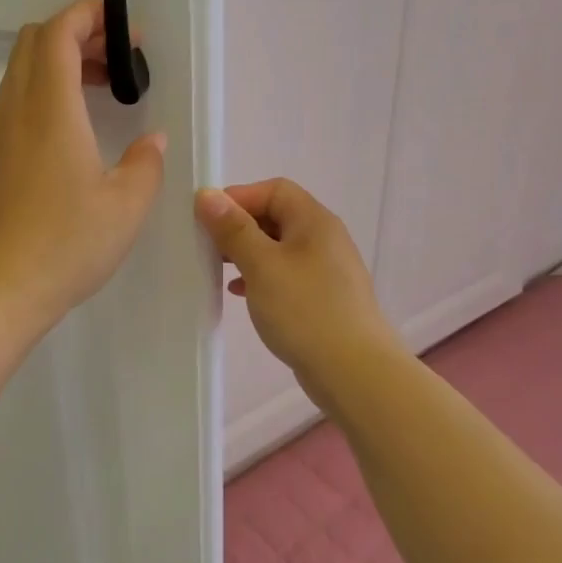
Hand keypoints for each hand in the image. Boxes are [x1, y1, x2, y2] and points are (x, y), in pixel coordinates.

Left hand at [0, 0, 166, 332]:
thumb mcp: (125, 207)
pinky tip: (71, 131)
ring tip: (101, 91)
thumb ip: (145, 164)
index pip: (58, 33)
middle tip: (117, 59)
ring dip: (59, 64)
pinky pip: (15, 102)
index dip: (89, 15)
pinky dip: (44, 93)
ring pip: (22, 72)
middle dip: (76, 33)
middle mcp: (16, 111)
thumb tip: (150, 142)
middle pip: (34, 42)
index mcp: (50, 110)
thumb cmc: (66, 245)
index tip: (125, 31)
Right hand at [195, 179, 400, 389]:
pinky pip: (285, 274)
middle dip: (239, 226)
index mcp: (314, 221)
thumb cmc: (305, 311)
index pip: (274, 190)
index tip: (207, 220)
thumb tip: (206, 194)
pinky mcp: (322, 297)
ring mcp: (325, 270)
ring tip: (219, 270)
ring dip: (247, 253)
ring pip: (278, 247)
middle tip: (208, 246)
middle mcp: (324, 238)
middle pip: (276, 216)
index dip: (239, 197)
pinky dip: (260, 276)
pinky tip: (241, 294)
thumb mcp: (262, 265)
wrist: (354, 372)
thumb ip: (233, 229)